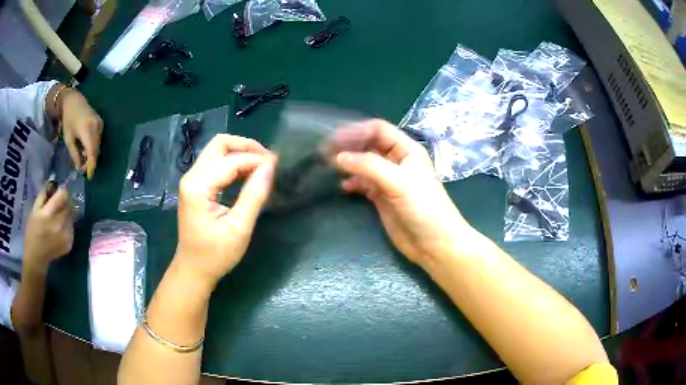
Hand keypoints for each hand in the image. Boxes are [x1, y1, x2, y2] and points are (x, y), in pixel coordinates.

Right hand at [24, 183, 73, 270]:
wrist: (36, 257)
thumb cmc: (32, 231)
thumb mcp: (34, 209)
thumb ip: (44, 194)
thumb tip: (52, 180)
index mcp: (49, 215)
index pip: (63, 195)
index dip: (61, 190)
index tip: (58, 191)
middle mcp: (60, 225)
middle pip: (69, 205)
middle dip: (65, 201)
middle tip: (58, 203)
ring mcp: (66, 236)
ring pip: (72, 216)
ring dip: (67, 212)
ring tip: (58, 216)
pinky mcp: (70, 244)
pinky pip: (72, 227)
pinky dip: (68, 224)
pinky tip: (59, 228)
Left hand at [60, 89, 102, 178]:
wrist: (73, 101)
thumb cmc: (68, 120)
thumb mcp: (68, 139)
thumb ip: (75, 154)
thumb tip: (80, 167)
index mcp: (87, 130)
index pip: (92, 153)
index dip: (91, 166)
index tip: (89, 176)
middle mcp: (96, 127)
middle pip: (96, 150)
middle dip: (91, 161)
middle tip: (84, 170)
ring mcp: (100, 124)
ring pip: (98, 145)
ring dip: (92, 154)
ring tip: (84, 160)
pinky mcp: (101, 123)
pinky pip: (99, 139)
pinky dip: (93, 147)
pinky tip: (87, 149)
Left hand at [175, 134, 275, 288]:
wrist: (193, 270)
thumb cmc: (215, 254)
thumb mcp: (238, 228)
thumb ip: (254, 195)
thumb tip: (270, 167)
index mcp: (198, 186)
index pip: (231, 161)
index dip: (256, 160)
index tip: (278, 166)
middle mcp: (191, 176)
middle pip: (220, 144)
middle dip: (246, 147)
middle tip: (268, 161)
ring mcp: (192, 180)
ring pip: (218, 152)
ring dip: (241, 154)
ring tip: (263, 167)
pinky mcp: (196, 186)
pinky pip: (216, 164)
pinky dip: (234, 164)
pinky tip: (248, 175)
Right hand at [332, 120, 471, 265]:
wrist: (433, 244)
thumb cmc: (423, 208)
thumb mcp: (399, 182)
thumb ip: (369, 167)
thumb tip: (339, 157)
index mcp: (407, 150)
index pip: (379, 130)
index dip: (357, 131)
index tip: (334, 138)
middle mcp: (397, 161)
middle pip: (369, 145)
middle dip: (349, 146)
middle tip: (326, 151)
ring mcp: (389, 179)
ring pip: (365, 164)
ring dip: (349, 164)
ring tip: (330, 166)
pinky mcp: (383, 197)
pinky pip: (364, 183)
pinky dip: (353, 182)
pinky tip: (344, 187)